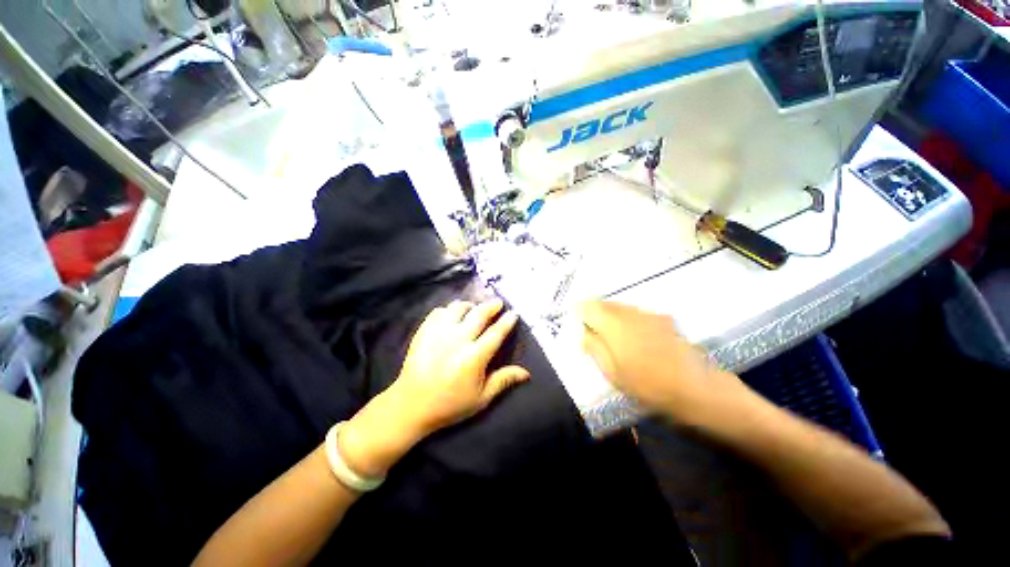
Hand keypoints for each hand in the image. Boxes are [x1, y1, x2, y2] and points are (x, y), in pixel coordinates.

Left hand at [390, 299, 529, 431]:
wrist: (410, 405)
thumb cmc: (450, 404)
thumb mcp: (481, 398)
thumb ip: (503, 381)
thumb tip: (526, 373)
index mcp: (474, 357)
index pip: (496, 333)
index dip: (507, 321)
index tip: (514, 313)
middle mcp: (458, 340)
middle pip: (479, 314)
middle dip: (491, 306)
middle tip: (498, 303)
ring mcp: (439, 333)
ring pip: (458, 308)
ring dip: (470, 305)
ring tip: (474, 308)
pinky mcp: (424, 332)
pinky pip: (439, 312)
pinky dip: (448, 310)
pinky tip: (452, 316)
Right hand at [579, 300, 748, 425]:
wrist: (696, 388)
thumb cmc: (648, 385)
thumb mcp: (612, 372)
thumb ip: (594, 347)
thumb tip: (584, 332)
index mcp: (613, 324)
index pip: (588, 306)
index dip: (580, 312)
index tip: (580, 324)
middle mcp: (629, 313)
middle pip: (604, 303)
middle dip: (596, 313)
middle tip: (595, 332)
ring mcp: (647, 314)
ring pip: (621, 307)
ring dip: (612, 316)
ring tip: (615, 337)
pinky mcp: (662, 319)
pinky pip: (636, 312)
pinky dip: (628, 319)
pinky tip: (636, 338)